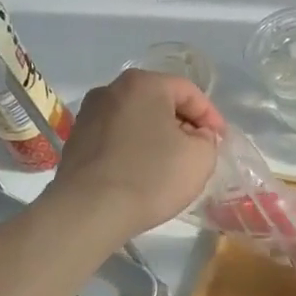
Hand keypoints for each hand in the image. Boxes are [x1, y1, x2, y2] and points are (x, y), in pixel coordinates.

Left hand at [45, 70, 225, 238]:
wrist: (89, 211)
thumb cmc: (151, 176)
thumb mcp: (200, 157)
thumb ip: (207, 139)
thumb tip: (195, 136)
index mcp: (143, 84)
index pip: (188, 91)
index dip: (210, 115)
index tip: (220, 140)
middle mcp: (110, 90)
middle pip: (158, 101)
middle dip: (182, 124)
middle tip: (198, 149)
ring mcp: (88, 115)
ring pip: (135, 120)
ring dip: (156, 136)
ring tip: (169, 163)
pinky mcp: (75, 142)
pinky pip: (115, 138)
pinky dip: (133, 149)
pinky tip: (141, 173)